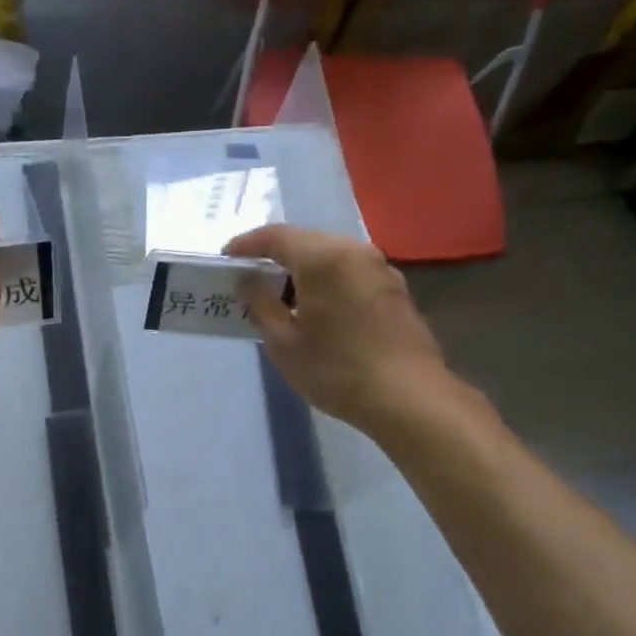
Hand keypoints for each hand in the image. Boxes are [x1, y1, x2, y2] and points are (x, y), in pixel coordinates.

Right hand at [226, 225, 459, 433]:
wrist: (409, 398)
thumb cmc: (336, 370)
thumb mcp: (284, 343)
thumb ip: (261, 305)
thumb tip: (248, 282)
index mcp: (323, 258)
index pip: (275, 236)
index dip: (246, 244)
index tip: (226, 259)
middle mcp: (354, 251)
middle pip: (305, 241)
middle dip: (275, 255)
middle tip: (251, 279)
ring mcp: (380, 268)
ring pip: (331, 255)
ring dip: (303, 269)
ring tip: (282, 297)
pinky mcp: (396, 288)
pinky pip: (350, 271)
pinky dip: (327, 280)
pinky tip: (318, 308)